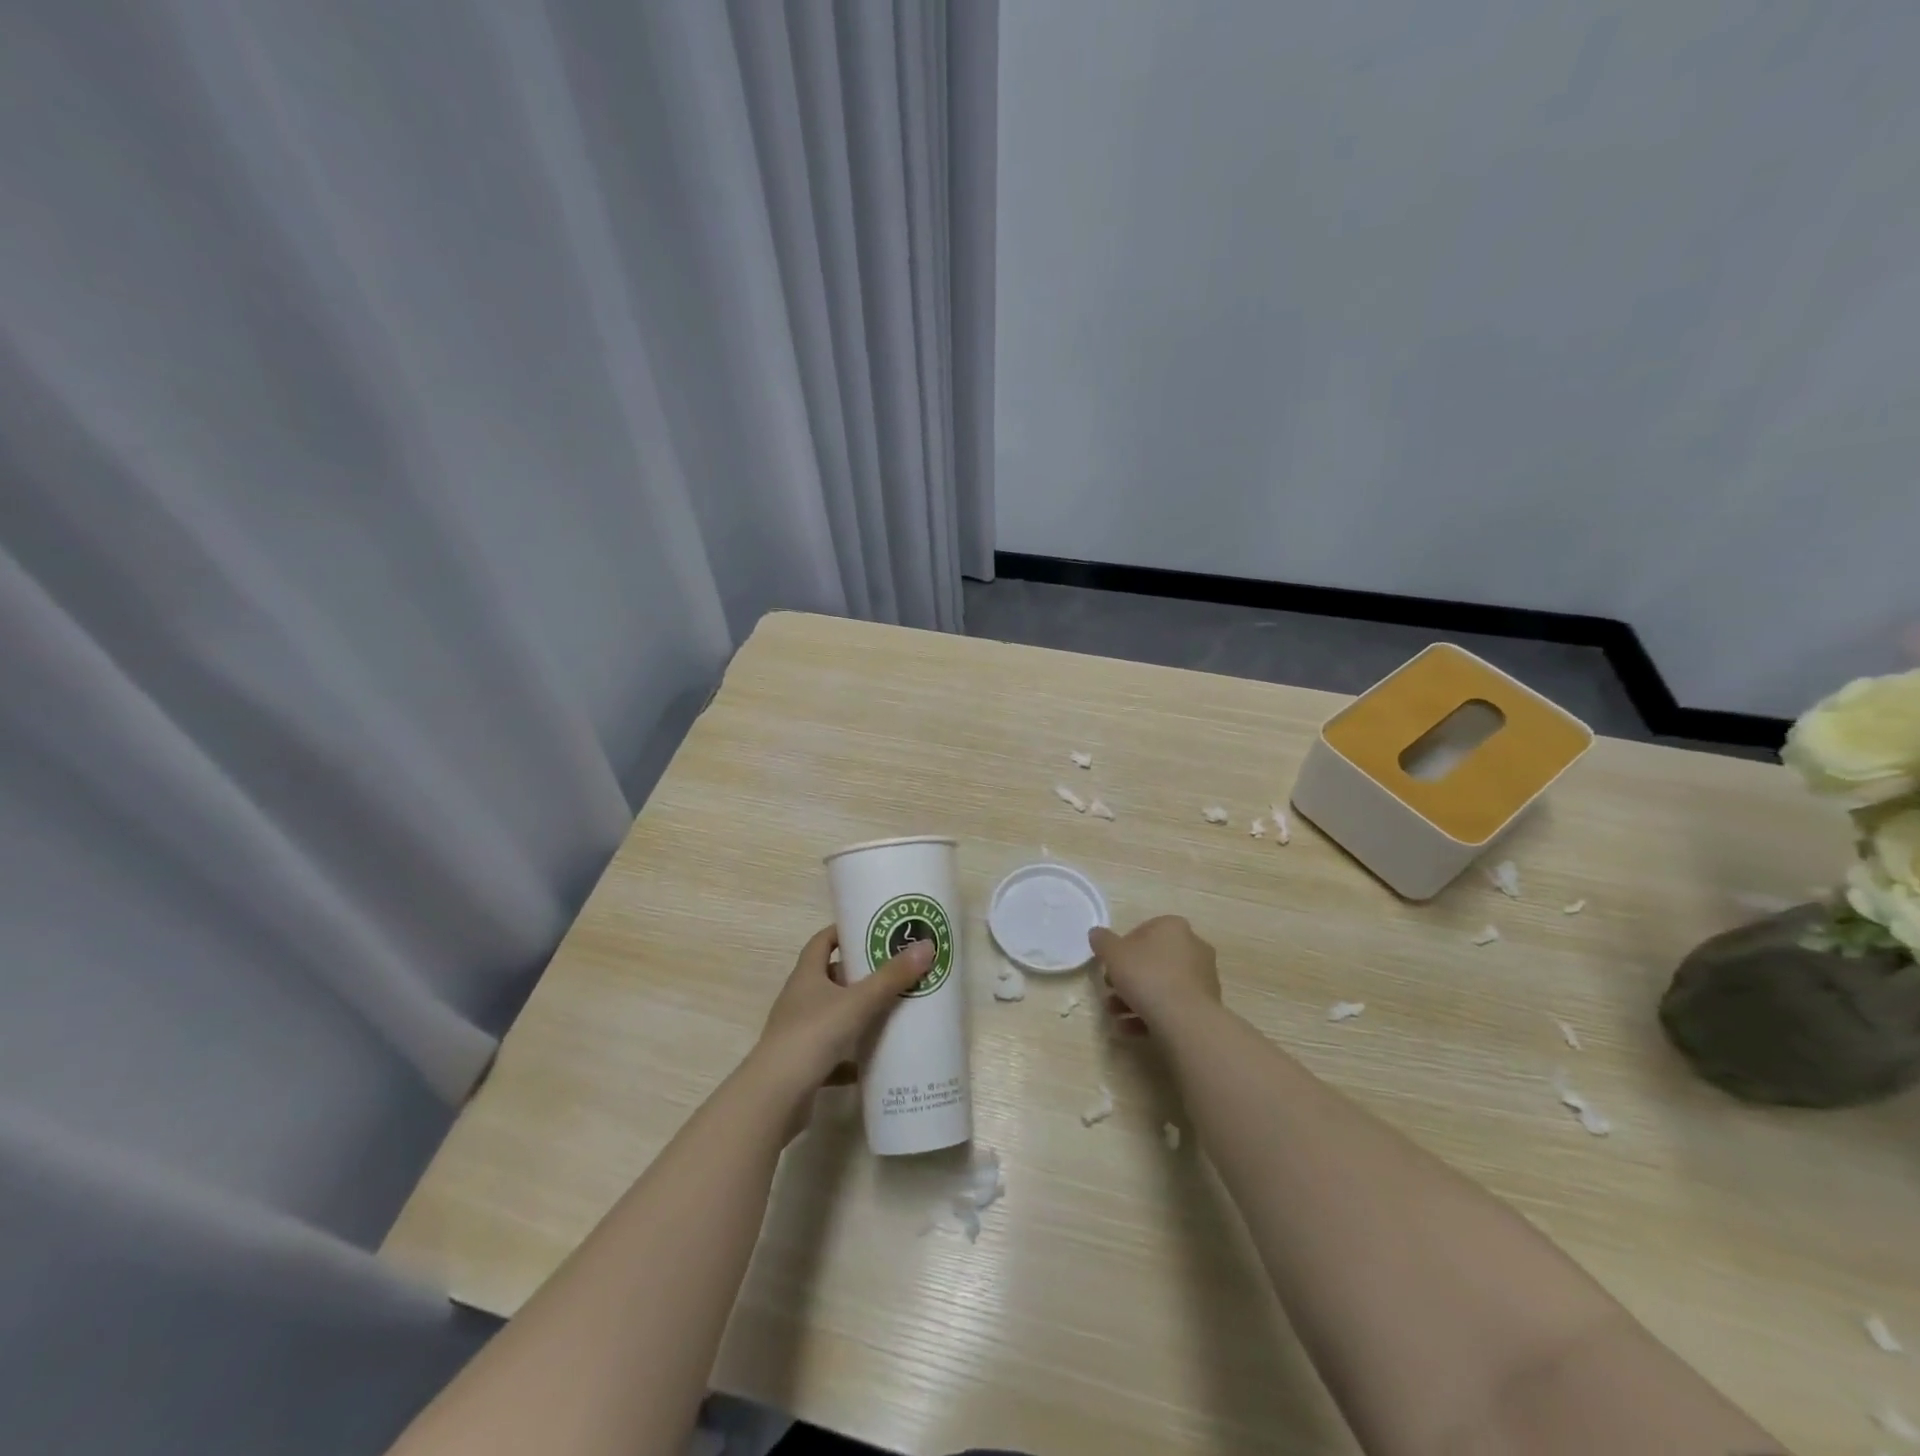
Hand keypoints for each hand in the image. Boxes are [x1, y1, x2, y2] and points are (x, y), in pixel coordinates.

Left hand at [752, 925, 934, 1096]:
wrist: (776, 1096)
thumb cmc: (813, 1035)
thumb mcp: (858, 1002)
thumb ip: (891, 977)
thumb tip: (926, 945)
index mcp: (806, 976)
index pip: (822, 942)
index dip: (843, 932)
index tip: (871, 929)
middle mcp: (799, 999)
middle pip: (829, 977)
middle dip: (859, 973)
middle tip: (893, 970)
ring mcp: (799, 1033)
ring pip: (833, 1015)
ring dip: (857, 1013)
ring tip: (891, 1010)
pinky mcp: (804, 1064)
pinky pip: (833, 1053)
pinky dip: (852, 1054)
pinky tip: (875, 1059)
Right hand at [1088, 916, 1220, 1032]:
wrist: (1185, 1020)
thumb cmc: (1147, 976)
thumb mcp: (1113, 954)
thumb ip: (1102, 941)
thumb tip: (1097, 933)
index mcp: (1173, 927)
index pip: (1142, 931)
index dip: (1121, 949)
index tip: (1109, 967)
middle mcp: (1193, 947)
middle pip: (1151, 961)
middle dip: (1126, 979)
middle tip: (1109, 993)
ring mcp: (1202, 978)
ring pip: (1160, 986)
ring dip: (1134, 1000)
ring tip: (1115, 1016)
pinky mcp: (1205, 1006)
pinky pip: (1172, 1006)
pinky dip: (1150, 1016)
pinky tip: (1130, 1029)